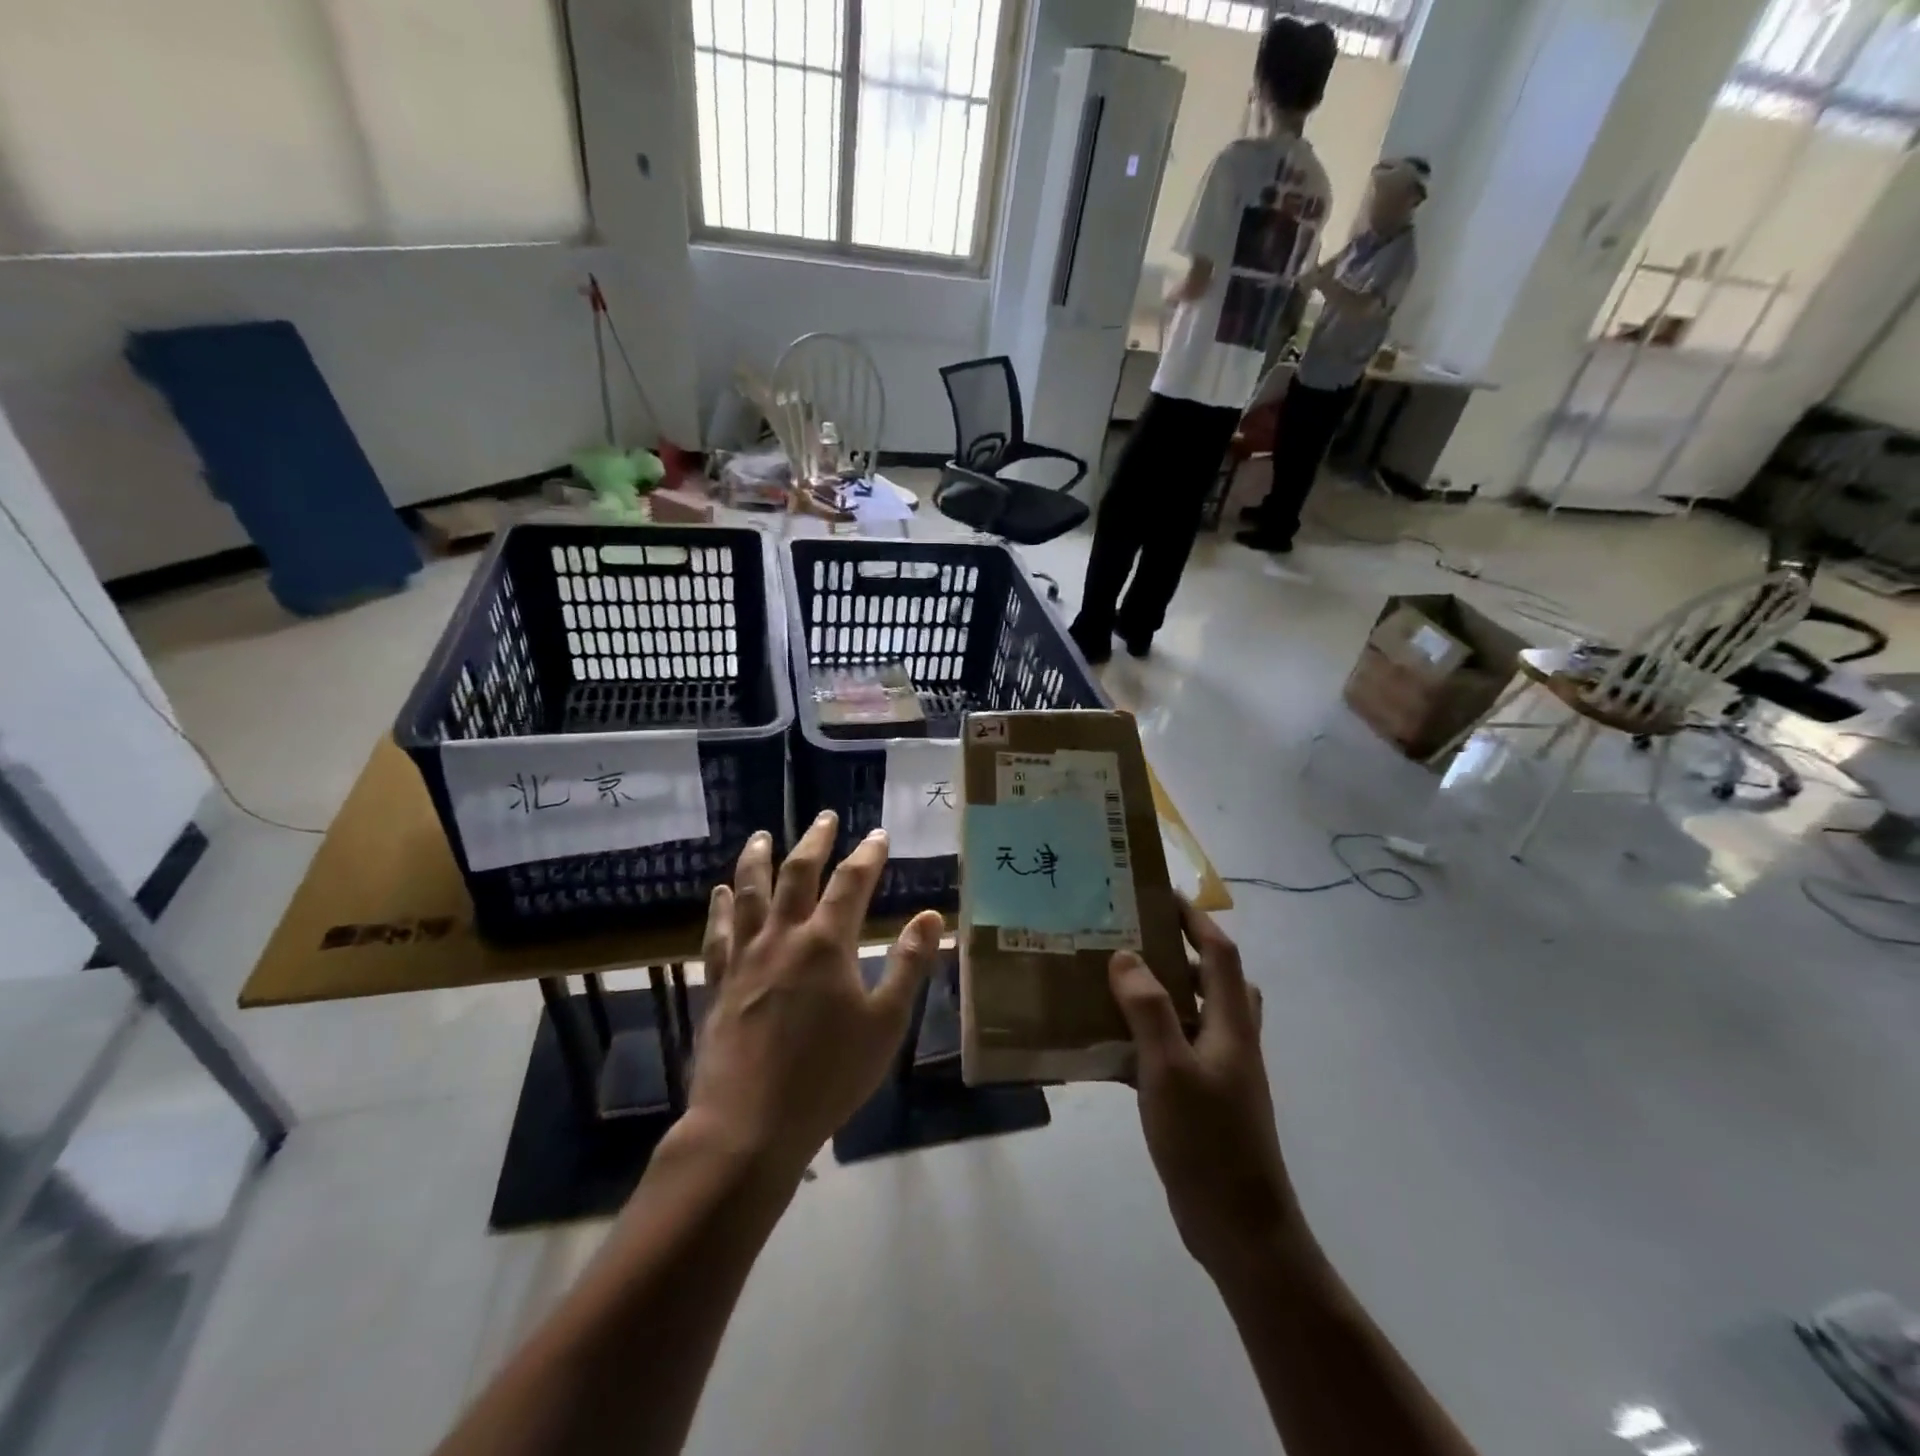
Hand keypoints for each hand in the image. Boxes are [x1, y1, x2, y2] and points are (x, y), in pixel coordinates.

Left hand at [689, 812, 943, 1178]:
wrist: (748, 1126)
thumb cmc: (828, 1076)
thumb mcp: (885, 1024)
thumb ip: (909, 965)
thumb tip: (930, 916)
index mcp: (826, 944)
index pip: (851, 883)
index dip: (868, 855)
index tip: (879, 834)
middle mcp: (783, 937)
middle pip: (798, 874)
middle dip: (814, 841)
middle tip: (824, 816)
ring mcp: (745, 957)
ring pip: (750, 892)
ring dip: (757, 859)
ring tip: (761, 835)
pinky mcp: (719, 982)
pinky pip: (718, 932)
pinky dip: (721, 906)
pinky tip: (721, 891)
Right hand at [1108, 900, 1300, 1278]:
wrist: (1239, 1229)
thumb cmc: (1208, 1142)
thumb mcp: (1170, 1069)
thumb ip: (1148, 1010)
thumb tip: (1125, 955)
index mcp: (1231, 1025)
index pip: (1220, 954)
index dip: (1196, 920)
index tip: (1161, 895)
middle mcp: (1229, 1041)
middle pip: (1215, 981)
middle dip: (1181, 953)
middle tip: (1136, 939)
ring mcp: (1218, 1073)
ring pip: (1193, 1016)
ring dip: (1162, 995)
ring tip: (1115, 984)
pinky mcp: (1200, 1101)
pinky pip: (1173, 1052)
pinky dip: (1147, 1039)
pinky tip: (1108, 1047)